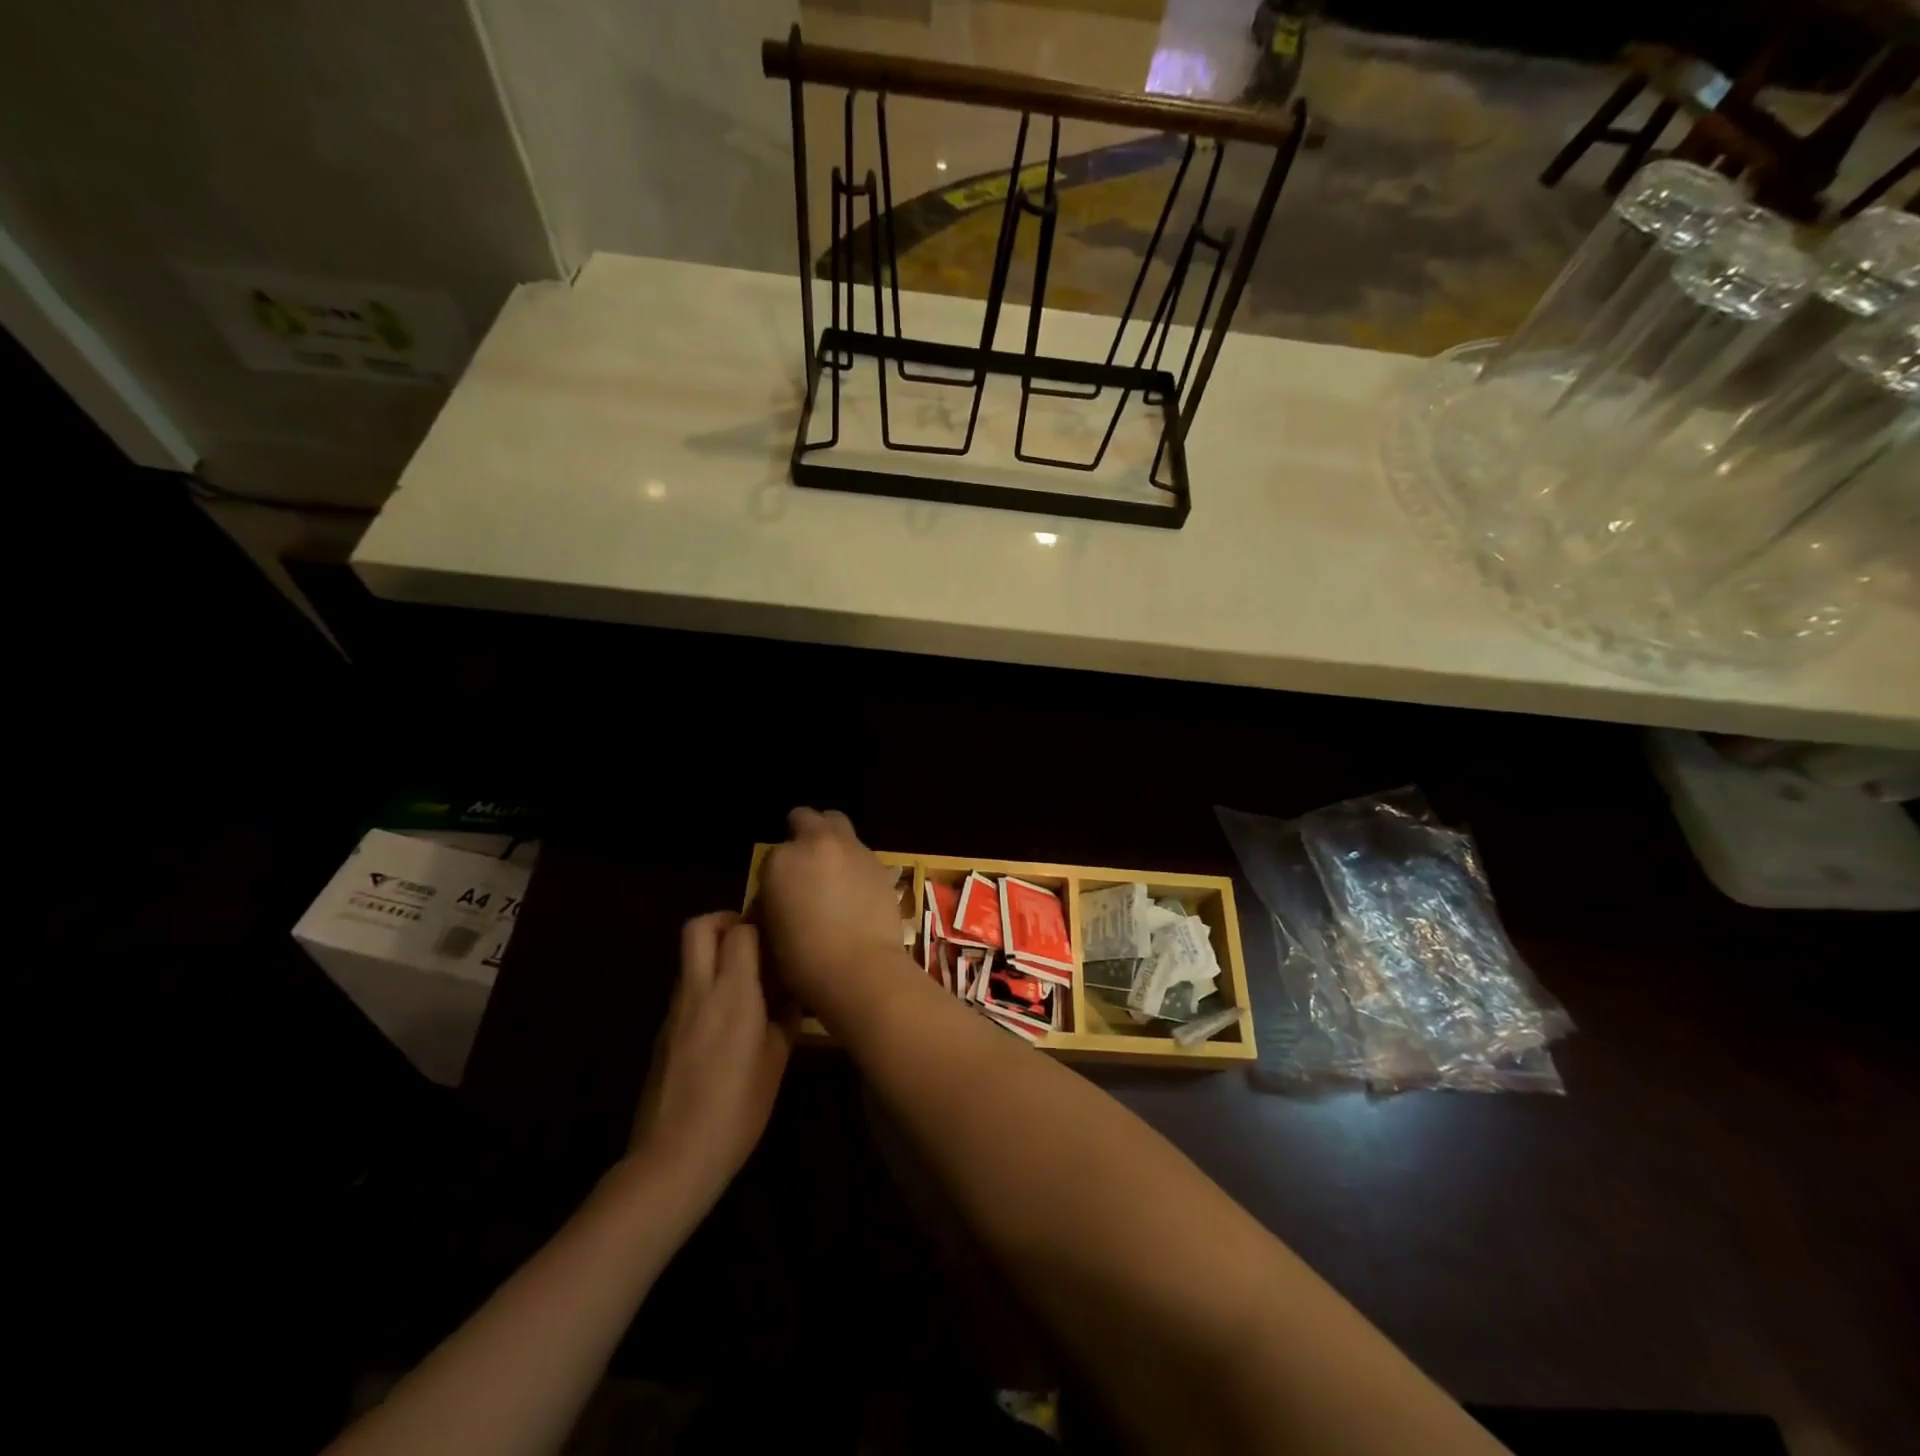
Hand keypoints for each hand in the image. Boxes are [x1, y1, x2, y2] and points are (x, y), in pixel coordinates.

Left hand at [628, 913, 790, 1211]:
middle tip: (751, 938)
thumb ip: (784, 1019)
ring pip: (688, 959)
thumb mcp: (775, 1063)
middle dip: (724, 920)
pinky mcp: (662, 1033)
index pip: (740, 931)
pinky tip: (726, 1020)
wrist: (672, 1158)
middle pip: (698, 928)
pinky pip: (685, 990)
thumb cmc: (737, 1109)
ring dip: (713, 955)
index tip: (778, 931)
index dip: (759, 922)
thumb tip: (793, 995)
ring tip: (745, 980)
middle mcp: (699, 991)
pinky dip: (704, 986)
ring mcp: (674, 1011)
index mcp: (733, 993)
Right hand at [758, 808, 903, 1009]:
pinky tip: (855, 887)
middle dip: (803, 831)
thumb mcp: (769, 930)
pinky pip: (861, 852)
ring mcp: (852, 849)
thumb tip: (779, 895)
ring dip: (832, 842)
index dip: (776, 871)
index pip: (773, 853)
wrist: (860, 969)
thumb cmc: (803, 960)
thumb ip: (771, 900)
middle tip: (805, 858)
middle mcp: (817, 843)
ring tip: (832, 871)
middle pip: (808, 818)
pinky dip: (854, 861)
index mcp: (781, 860)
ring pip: (839, 827)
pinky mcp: (879, 863)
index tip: (780, 889)